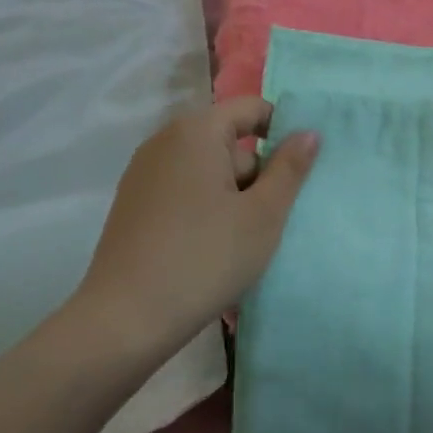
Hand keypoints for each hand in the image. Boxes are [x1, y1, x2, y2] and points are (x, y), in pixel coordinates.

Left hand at [75, 99, 319, 355]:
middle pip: (228, 140)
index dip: (282, 131)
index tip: (298, 173)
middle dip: (255, 173)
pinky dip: (203, 207)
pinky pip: (183, 189)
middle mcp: (166, 139)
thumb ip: (290, 168)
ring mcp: (144, 172)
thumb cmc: (203, 259)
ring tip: (242, 240)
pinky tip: (209, 248)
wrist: (123, 323)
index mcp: (197, 130)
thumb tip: (309, 131)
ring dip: (231, 194)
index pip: (252, 108)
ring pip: (207, 168)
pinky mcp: (132, 203)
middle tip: (270, 219)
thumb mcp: (263, 215)